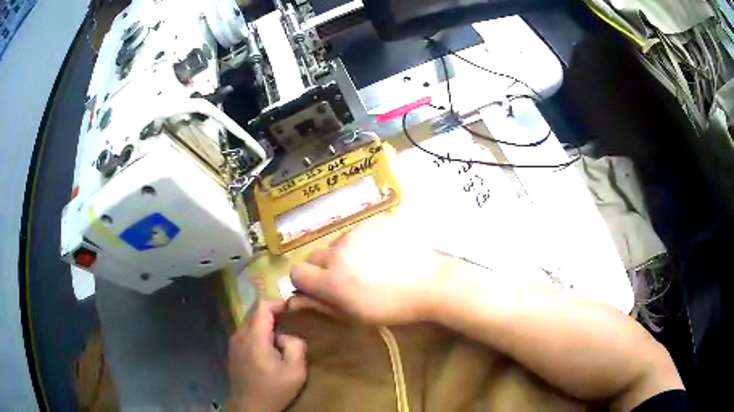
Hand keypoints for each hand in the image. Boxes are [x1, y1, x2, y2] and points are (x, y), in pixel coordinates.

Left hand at [227, 300, 306, 411]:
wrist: (249, 407)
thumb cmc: (273, 390)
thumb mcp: (295, 372)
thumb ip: (296, 346)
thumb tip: (287, 335)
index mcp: (254, 338)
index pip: (262, 305)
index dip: (278, 302)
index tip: (293, 311)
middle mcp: (239, 335)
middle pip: (255, 311)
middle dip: (273, 313)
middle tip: (291, 324)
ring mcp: (233, 342)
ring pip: (250, 321)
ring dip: (266, 324)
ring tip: (281, 338)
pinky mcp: (233, 350)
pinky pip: (246, 332)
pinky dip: (259, 333)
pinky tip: (269, 349)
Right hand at [289, 214, 445, 324]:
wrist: (431, 283)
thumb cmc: (393, 307)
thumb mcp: (355, 315)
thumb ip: (321, 305)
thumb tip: (293, 301)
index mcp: (331, 280)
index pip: (296, 272)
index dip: (306, 281)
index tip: (320, 287)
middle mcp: (338, 252)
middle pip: (314, 256)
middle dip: (323, 267)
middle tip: (347, 277)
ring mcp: (356, 232)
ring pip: (337, 242)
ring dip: (345, 253)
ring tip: (371, 264)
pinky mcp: (374, 220)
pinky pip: (359, 230)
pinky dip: (365, 240)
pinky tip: (384, 251)